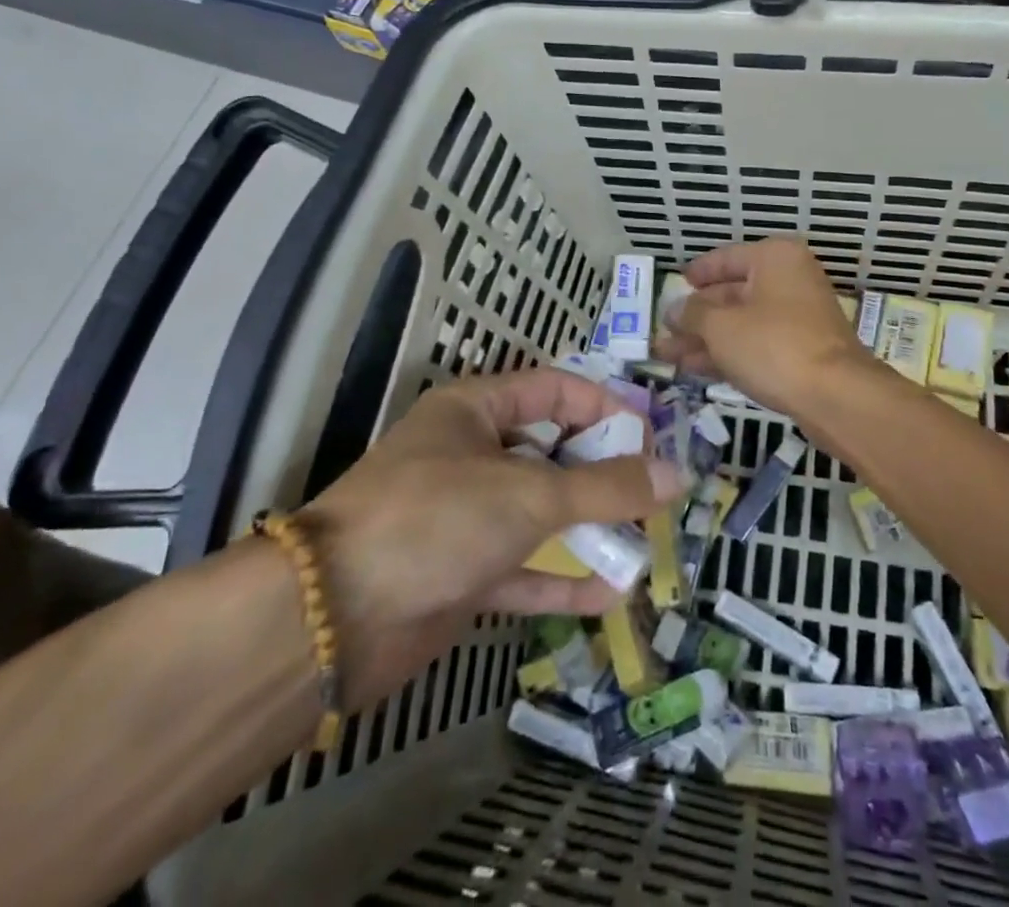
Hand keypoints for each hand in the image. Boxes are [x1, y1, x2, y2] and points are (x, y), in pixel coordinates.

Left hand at [303, 368, 680, 708]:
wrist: (331, 619)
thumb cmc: (436, 518)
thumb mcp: (531, 493)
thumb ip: (607, 487)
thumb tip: (677, 475)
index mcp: (475, 410)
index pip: (554, 390)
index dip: (605, 407)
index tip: (650, 437)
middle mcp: (470, 454)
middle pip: (551, 450)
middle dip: (601, 470)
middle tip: (653, 489)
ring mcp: (464, 516)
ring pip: (540, 511)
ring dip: (588, 526)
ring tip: (644, 539)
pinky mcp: (459, 572)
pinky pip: (522, 567)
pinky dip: (561, 579)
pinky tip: (609, 594)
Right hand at [657, 237, 884, 418]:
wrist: (835, 396)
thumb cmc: (774, 346)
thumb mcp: (721, 327)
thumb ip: (692, 314)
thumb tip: (674, 309)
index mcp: (774, 258)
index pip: (726, 258)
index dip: (697, 272)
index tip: (674, 283)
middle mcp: (789, 280)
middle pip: (732, 293)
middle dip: (695, 315)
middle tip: (662, 330)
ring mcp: (798, 316)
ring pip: (742, 322)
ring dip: (705, 338)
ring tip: (666, 354)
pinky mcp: (802, 350)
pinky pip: (756, 343)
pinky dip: (727, 353)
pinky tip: (695, 368)